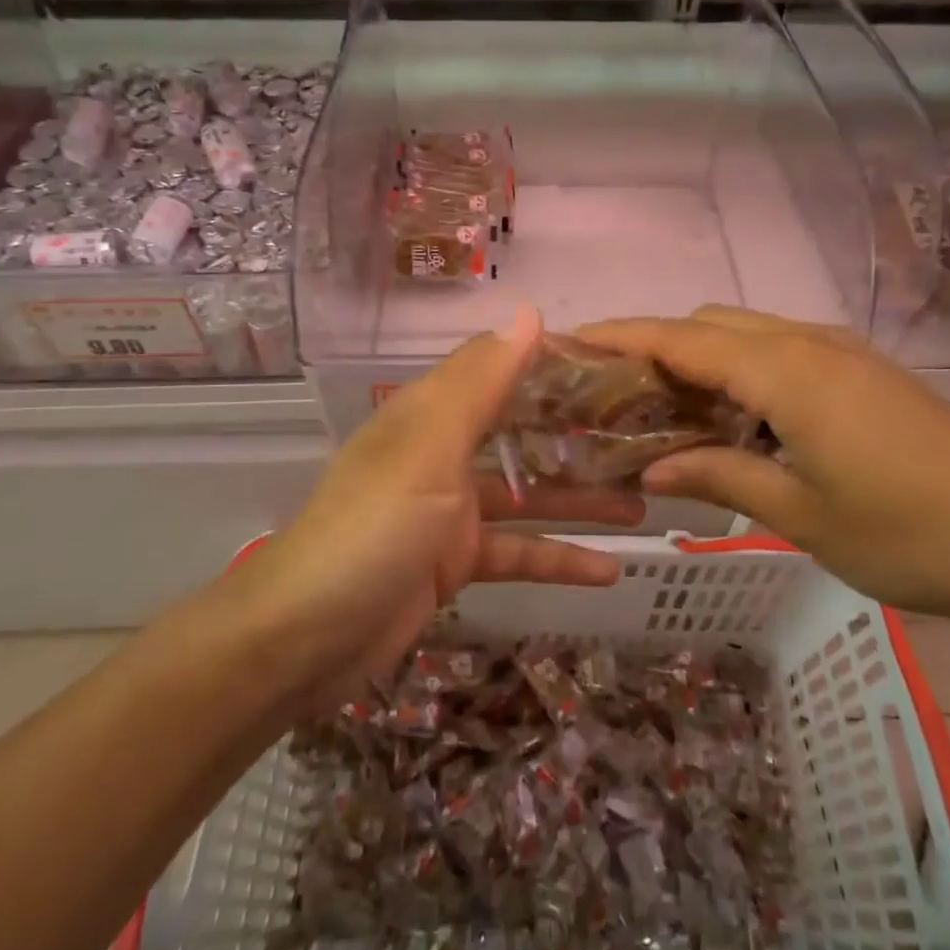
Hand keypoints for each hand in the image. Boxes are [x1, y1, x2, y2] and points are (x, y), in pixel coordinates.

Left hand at [236, 305, 641, 696]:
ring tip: (643, 501)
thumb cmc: (373, 526)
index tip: (612, 365)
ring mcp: (449, 511)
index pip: (500, 372)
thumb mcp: (430, 445)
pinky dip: (558, 560)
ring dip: (579, 499)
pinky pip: (518, 553)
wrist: (306, 637)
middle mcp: (442, 453)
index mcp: (432, 413)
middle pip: (520, 433)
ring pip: (527, 497)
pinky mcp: (454, 564)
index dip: (552, 365)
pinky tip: (609, 569)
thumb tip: (529, 313)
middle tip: (639, 437)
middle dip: (576, 436)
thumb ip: (483, 381)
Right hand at [580, 306, 949, 626]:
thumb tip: (649, 472)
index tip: (570, 342)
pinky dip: (741, 370)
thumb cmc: (911, 534)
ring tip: (667, 410)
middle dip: (656, 348)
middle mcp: (808, 344)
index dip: (621, 336)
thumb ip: (719, 477)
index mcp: (785, 372)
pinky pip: (781, 351)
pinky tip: (737, 419)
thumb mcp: (801, 514)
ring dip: (700, 359)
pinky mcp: (865, 372)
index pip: (680, 338)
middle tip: (617, 398)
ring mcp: (842, 354)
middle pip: (709, 325)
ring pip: (747, 334)